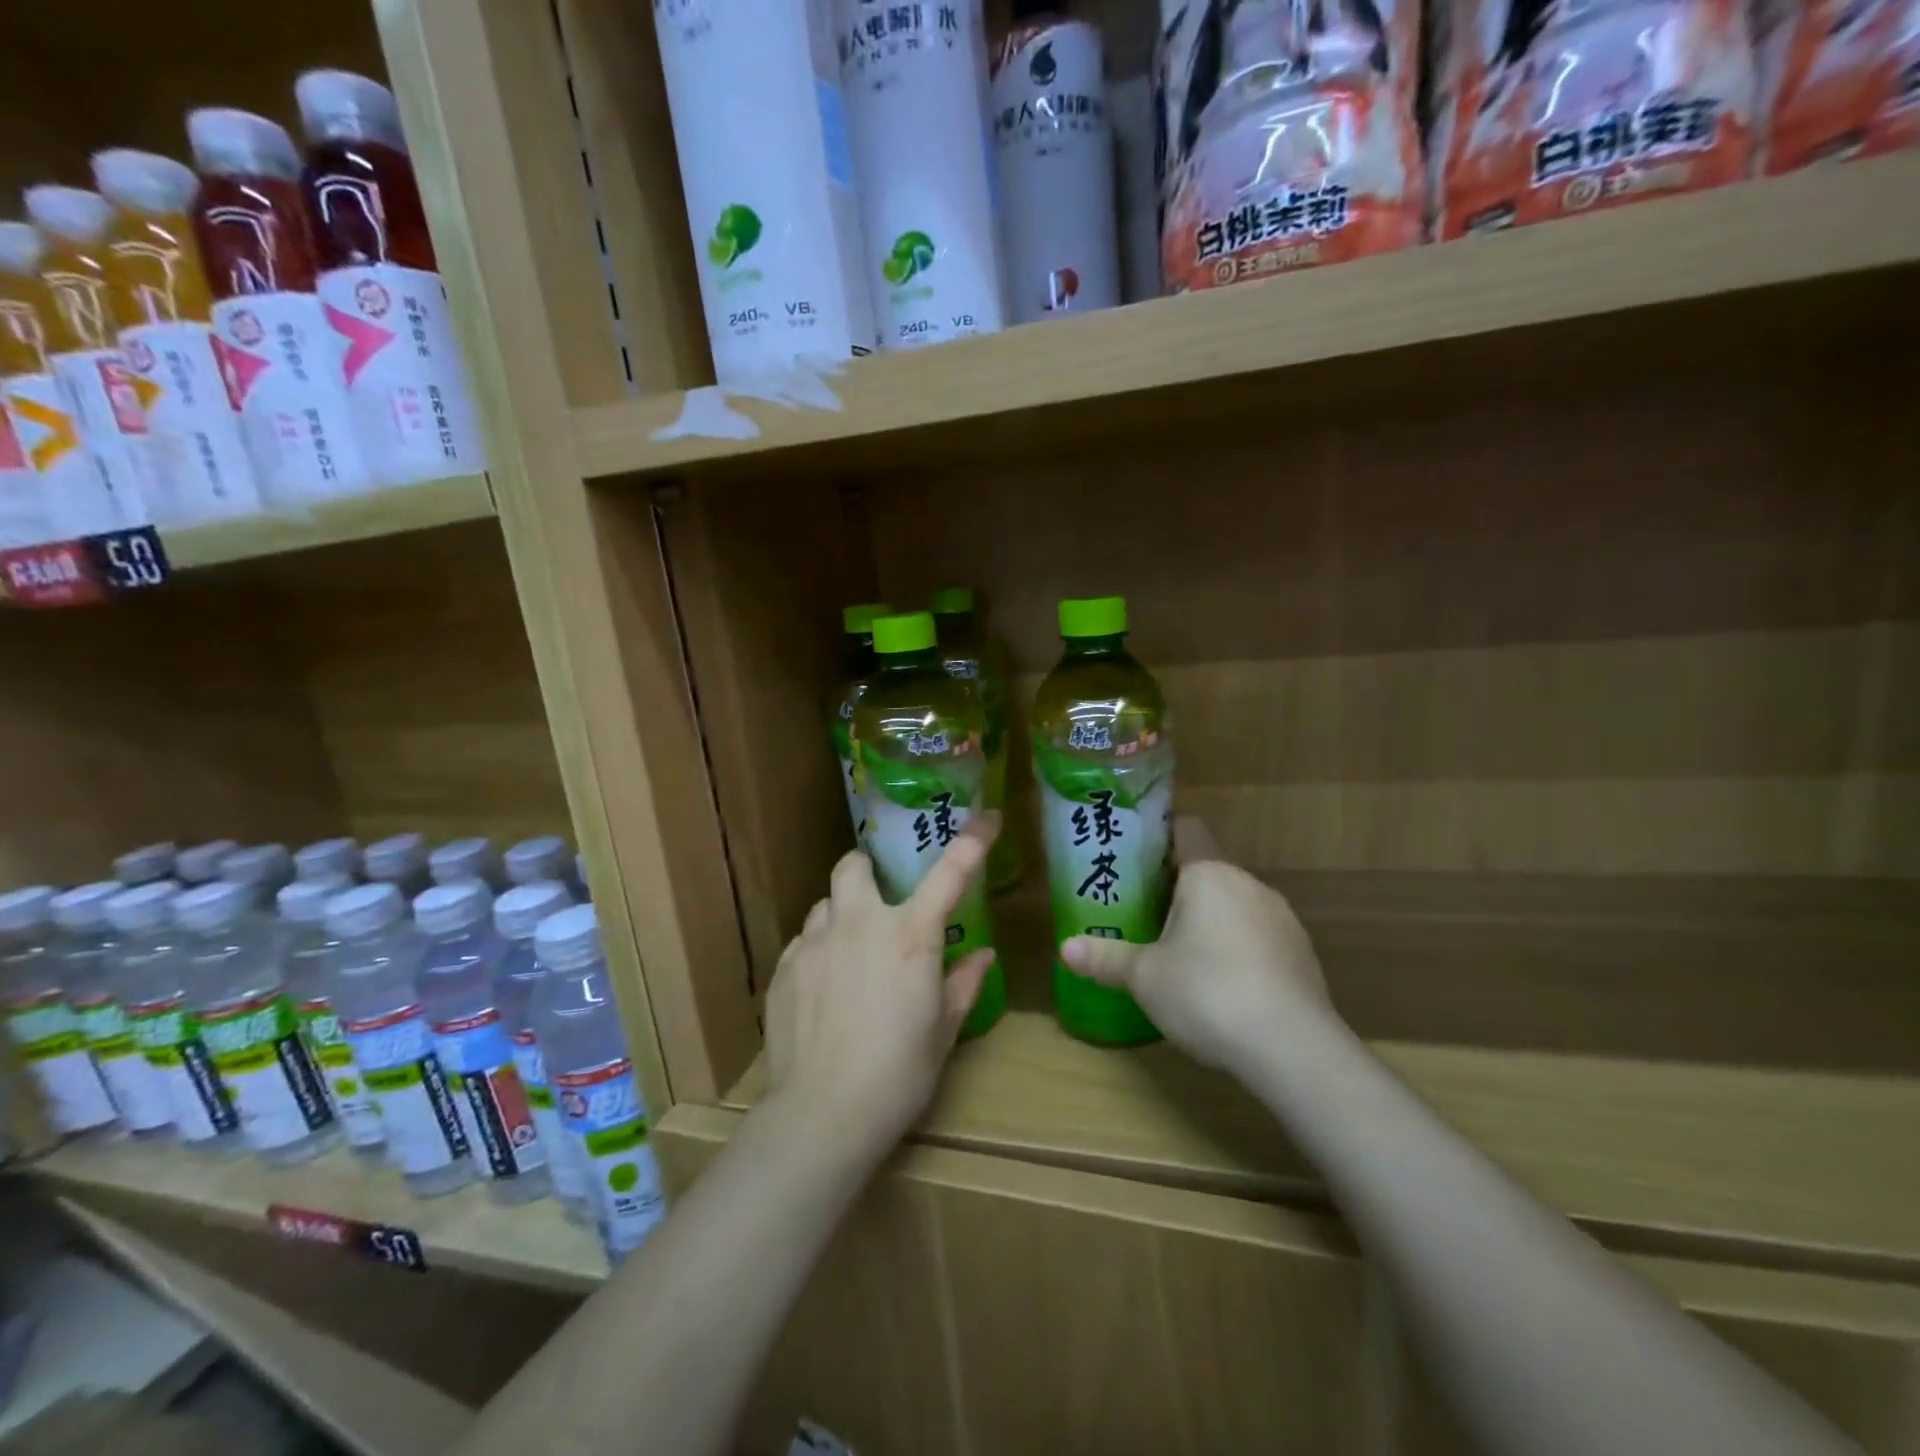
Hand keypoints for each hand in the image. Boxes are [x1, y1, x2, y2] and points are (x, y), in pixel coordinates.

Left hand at [763, 815, 999, 1156]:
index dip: (973, 840)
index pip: (950, 873)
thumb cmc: (898, 1071)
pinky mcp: (784, 968)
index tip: (989, 817)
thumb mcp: (943, 1030)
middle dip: (866, 869)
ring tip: (849, 953)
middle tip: (879, 899)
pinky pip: (804, 943)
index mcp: (910, 935)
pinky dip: (819, 952)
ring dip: (841, 916)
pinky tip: (824, 990)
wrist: (823, 1112)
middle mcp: (860, 924)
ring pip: (825, 905)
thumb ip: (963, 983)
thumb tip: (983, 956)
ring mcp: (815, 943)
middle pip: (853, 865)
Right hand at [1062, 817, 1334, 1076]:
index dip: (1162, 835)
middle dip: (1179, 891)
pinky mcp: (1303, 955)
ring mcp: (1282, 919)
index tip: (1138, 855)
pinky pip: (1260, 938)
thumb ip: (1105, 959)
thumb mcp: (1144, 977)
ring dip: (1212, 922)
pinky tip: (1225, 989)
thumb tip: (1064, 949)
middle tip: (1145, 917)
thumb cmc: (1206, 993)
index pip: (1187, 830)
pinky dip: (1240, 951)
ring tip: (1183, 957)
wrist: (1292, 1048)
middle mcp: (1249, 885)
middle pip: (1208, 872)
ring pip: (1236, 906)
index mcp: (1208, 875)